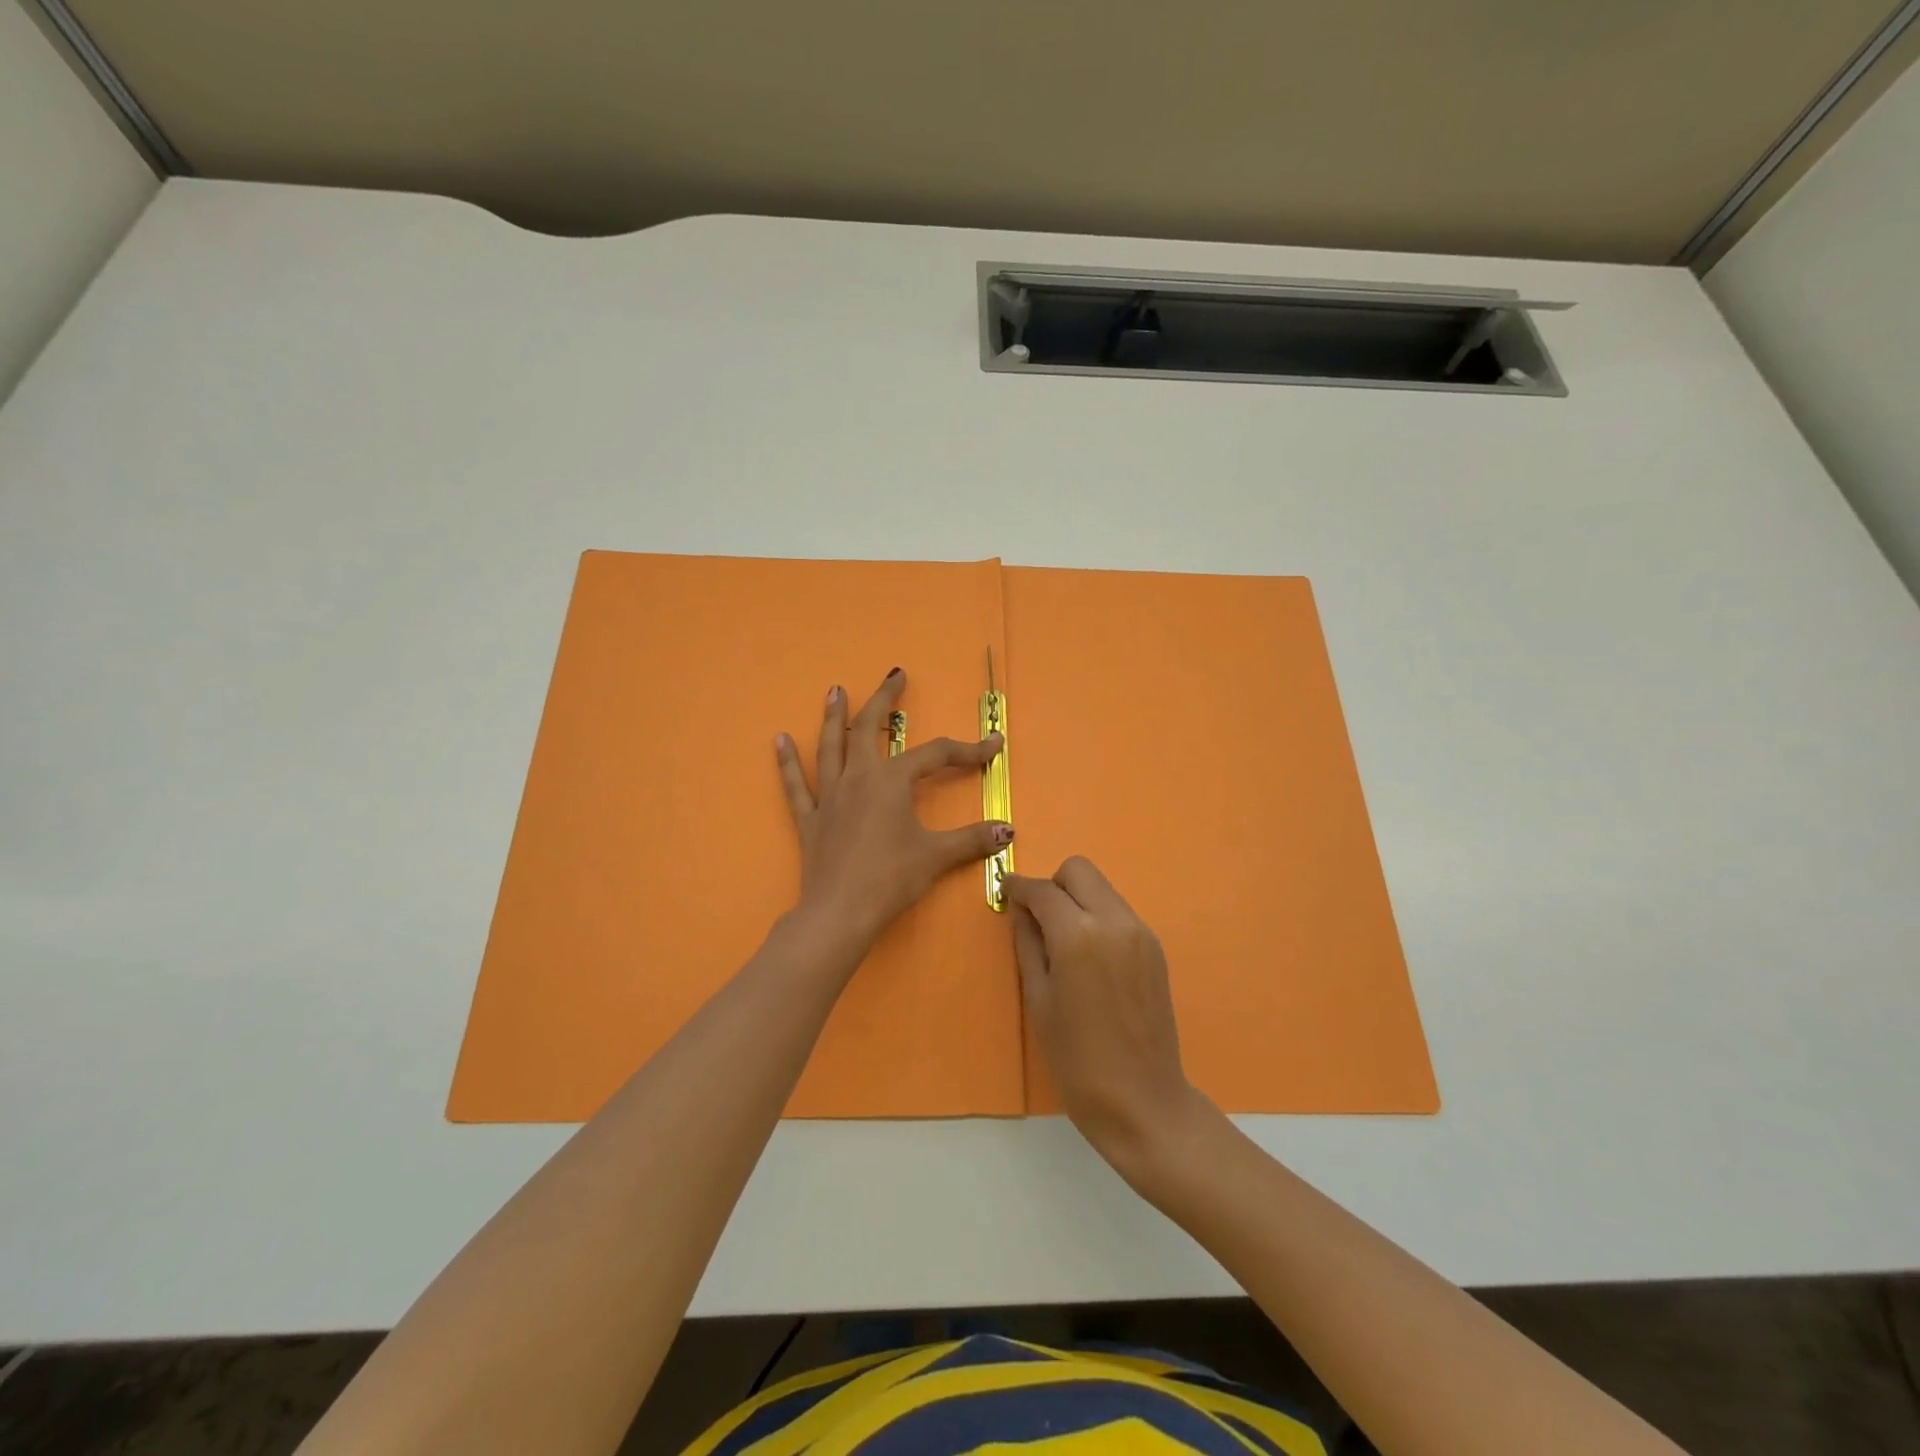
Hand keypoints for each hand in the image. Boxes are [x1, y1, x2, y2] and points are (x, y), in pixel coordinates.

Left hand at [775, 668, 1011, 964]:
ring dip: (834, 716)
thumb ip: (972, 839)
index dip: (968, 750)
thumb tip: (1008, 830)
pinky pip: (795, 785)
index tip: (993, 745)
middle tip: (895, 675)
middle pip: (869, 729)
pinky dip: (787, 761)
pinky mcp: (810, 819)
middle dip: (884, 700)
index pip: (936, 755)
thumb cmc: (891, 879)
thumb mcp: (937, 856)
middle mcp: (858, 778)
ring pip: (830, 746)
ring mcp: (829, 796)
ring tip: (836, 690)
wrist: (840, 913)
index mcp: (891, 781)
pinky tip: (779, 739)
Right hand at [1006, 858, 1208, 1178]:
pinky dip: (1097, 917)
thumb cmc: (1077, 1059)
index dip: (1019, 887)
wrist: (1142, 1100)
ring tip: (1063, 942)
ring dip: (1077, 899)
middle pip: (1079, 870)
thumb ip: (1028, 944)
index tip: (1005, 892)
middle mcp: (1114, 921)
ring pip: (1101, 888)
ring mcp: (1140, 932)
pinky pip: (1118, 912)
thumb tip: (1021, 910)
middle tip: (1038, 918)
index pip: (1043, 890)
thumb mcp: (1039, 1000)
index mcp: (1079, 936)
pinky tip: (1089, 957)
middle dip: (1053, 885)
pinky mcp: (1155, 947)